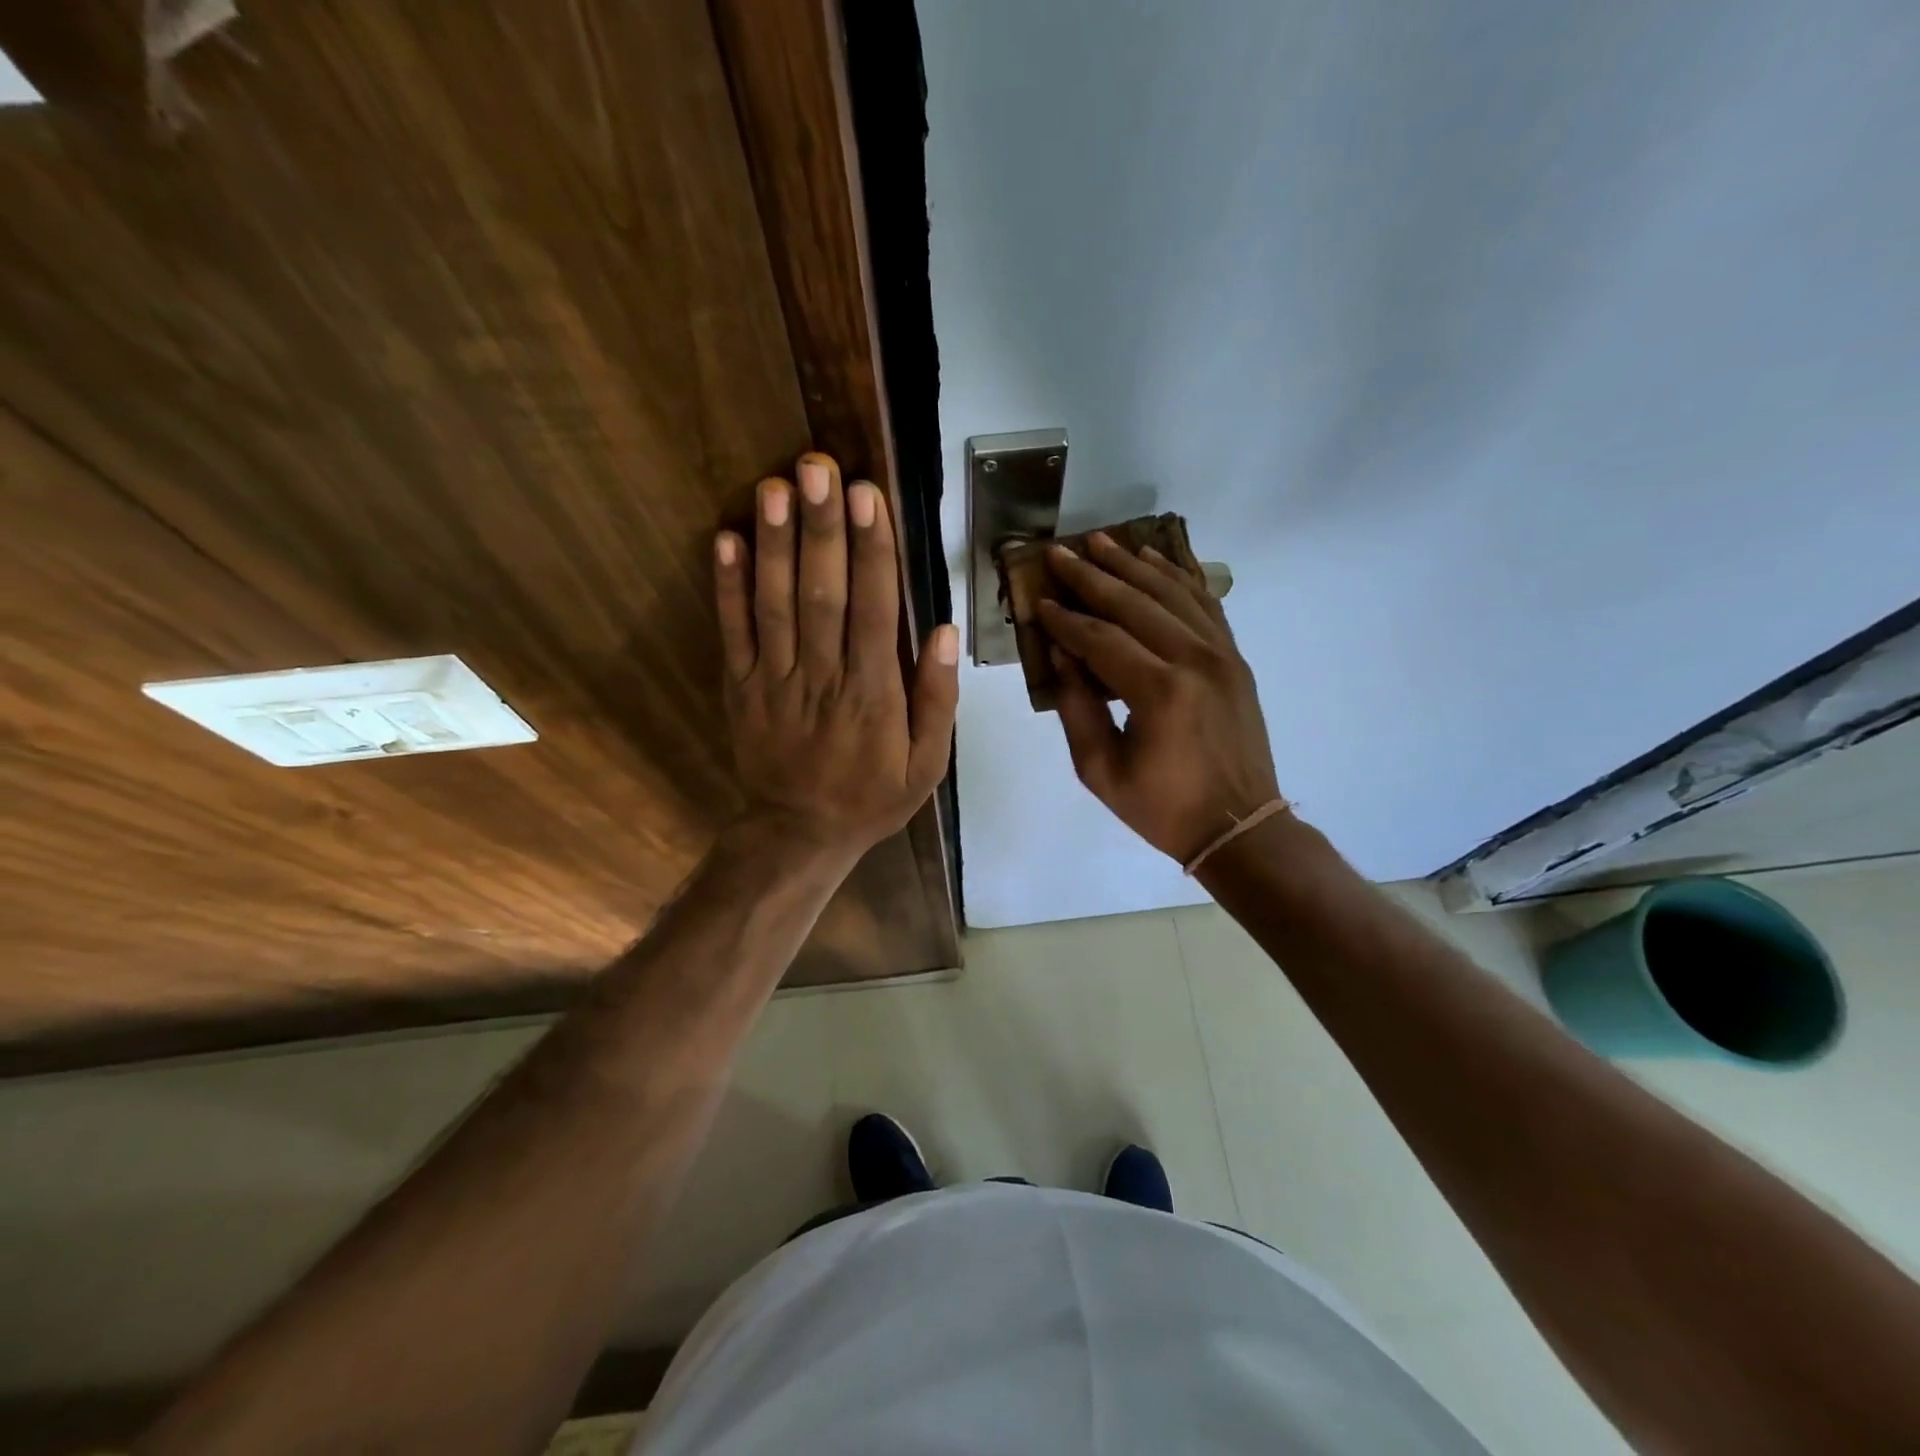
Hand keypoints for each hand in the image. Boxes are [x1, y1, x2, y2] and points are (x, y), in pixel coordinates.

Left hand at [714, 453, 958, 860]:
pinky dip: (727, 586)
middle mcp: (823, 678)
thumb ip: (938, 699)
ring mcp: (775, 681)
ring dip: (775, 544)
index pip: (874, 610)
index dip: (871, 551)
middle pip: (822, 595)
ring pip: (775, 605)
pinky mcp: (741, 688)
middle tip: (817, 468)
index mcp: (874, 695)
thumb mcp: (927, 765)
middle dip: (821, 529)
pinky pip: (733, 633)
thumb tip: (945, 631)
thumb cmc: (871, 797)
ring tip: (776, 486)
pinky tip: (727, 538)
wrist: (799, 834)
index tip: (869, 496)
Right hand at [1039, 534, 1280, 864]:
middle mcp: (1194, 660)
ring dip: (1134, 565)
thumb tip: (1061, 654)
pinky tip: (1155, 561)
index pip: (1100, 639)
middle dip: (1092, 576)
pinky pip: (1206, 604)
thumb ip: (1077, 709)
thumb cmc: (1163, 808)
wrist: (1240, 826)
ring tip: (1102, 542)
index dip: (1065, 619)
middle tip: (1060, 553)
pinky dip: (1179, 579)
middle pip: (1135, 603)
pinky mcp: (1235, 659)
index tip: (1038, 601)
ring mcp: (1222, 655)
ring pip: (1172, 594)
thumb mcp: (1101, 771)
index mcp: (1159, 692)